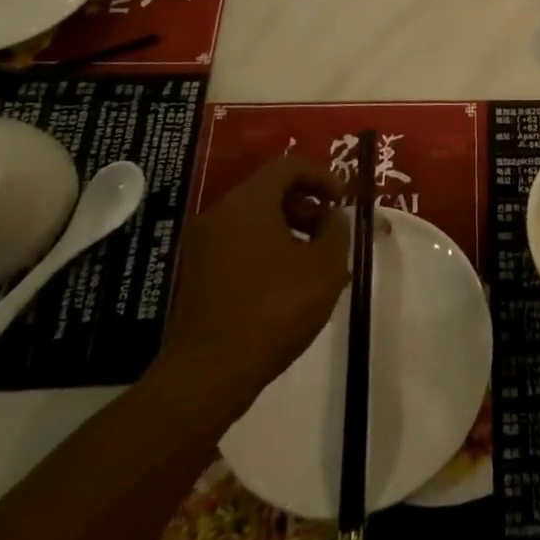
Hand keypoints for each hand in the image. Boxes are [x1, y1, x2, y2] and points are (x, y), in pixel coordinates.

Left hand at [153, 155, 355, 416]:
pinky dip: (268, 249)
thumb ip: (336, 230)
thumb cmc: (274, 309)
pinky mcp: (197, 274)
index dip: (323, 176)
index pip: (289, 165)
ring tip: (315, 262)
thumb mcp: (326, 266)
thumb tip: (331, 217)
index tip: (343, 201)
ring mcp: (202, 245)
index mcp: (248, 203)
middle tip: (331, 232)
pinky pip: (239, 244)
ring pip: (254, 219)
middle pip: (270, 191)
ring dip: (289, 229)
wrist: (209, 374)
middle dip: (307, 205)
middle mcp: (220, 214)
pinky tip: (288, 284)